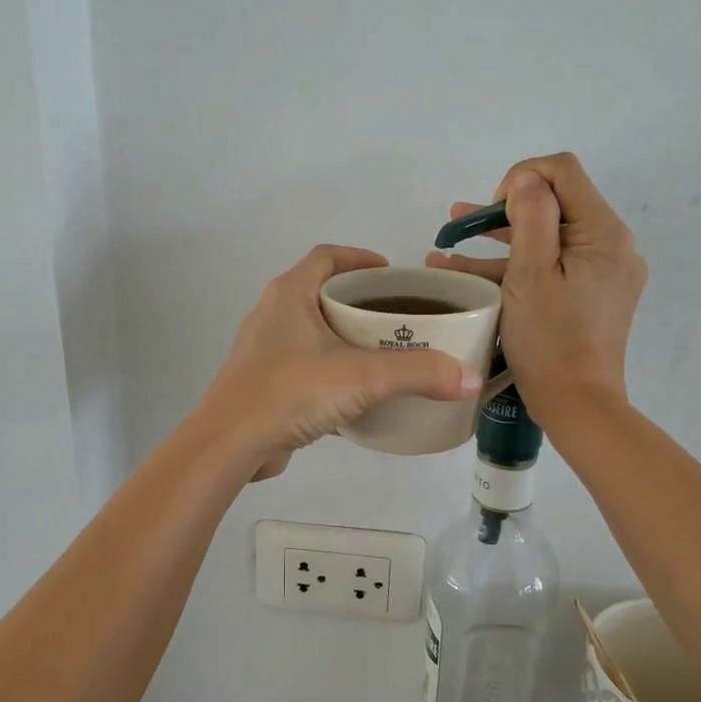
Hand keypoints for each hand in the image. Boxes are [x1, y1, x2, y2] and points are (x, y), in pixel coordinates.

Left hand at [199, 245, 483, 478]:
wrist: (230, 444)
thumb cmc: (290, 392)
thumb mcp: (361, 378)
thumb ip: (418, 374)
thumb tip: (470, 378)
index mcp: (289, 294)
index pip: (327, 257)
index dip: (360, 258)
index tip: (392, 273)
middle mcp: (272, 314)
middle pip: (321, 292)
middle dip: (360, 300)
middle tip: (398, 317)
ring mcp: (264, 349)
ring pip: (312, 330)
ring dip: (345, 335)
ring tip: (384, 352)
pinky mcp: (263, 382)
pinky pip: (304, 362)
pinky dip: (331, 366)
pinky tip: (356, 390)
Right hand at [426, 153, 645, 420]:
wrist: (577, 404)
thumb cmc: (550, 339)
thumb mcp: (531, 273)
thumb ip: (530, 217)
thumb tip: (527, 181)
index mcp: (603, 232)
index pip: (562, 171)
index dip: (521, 178)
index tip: (491, 212)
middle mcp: (612, 245)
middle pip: (555, 205)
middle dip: (502, 211)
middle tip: (459, 225)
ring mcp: (603, 272)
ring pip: (548, 239)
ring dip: (500, 241)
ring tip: (447, 246)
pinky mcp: (591, 295)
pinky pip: (553, 267)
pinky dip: (516, 267)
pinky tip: (468, 273)